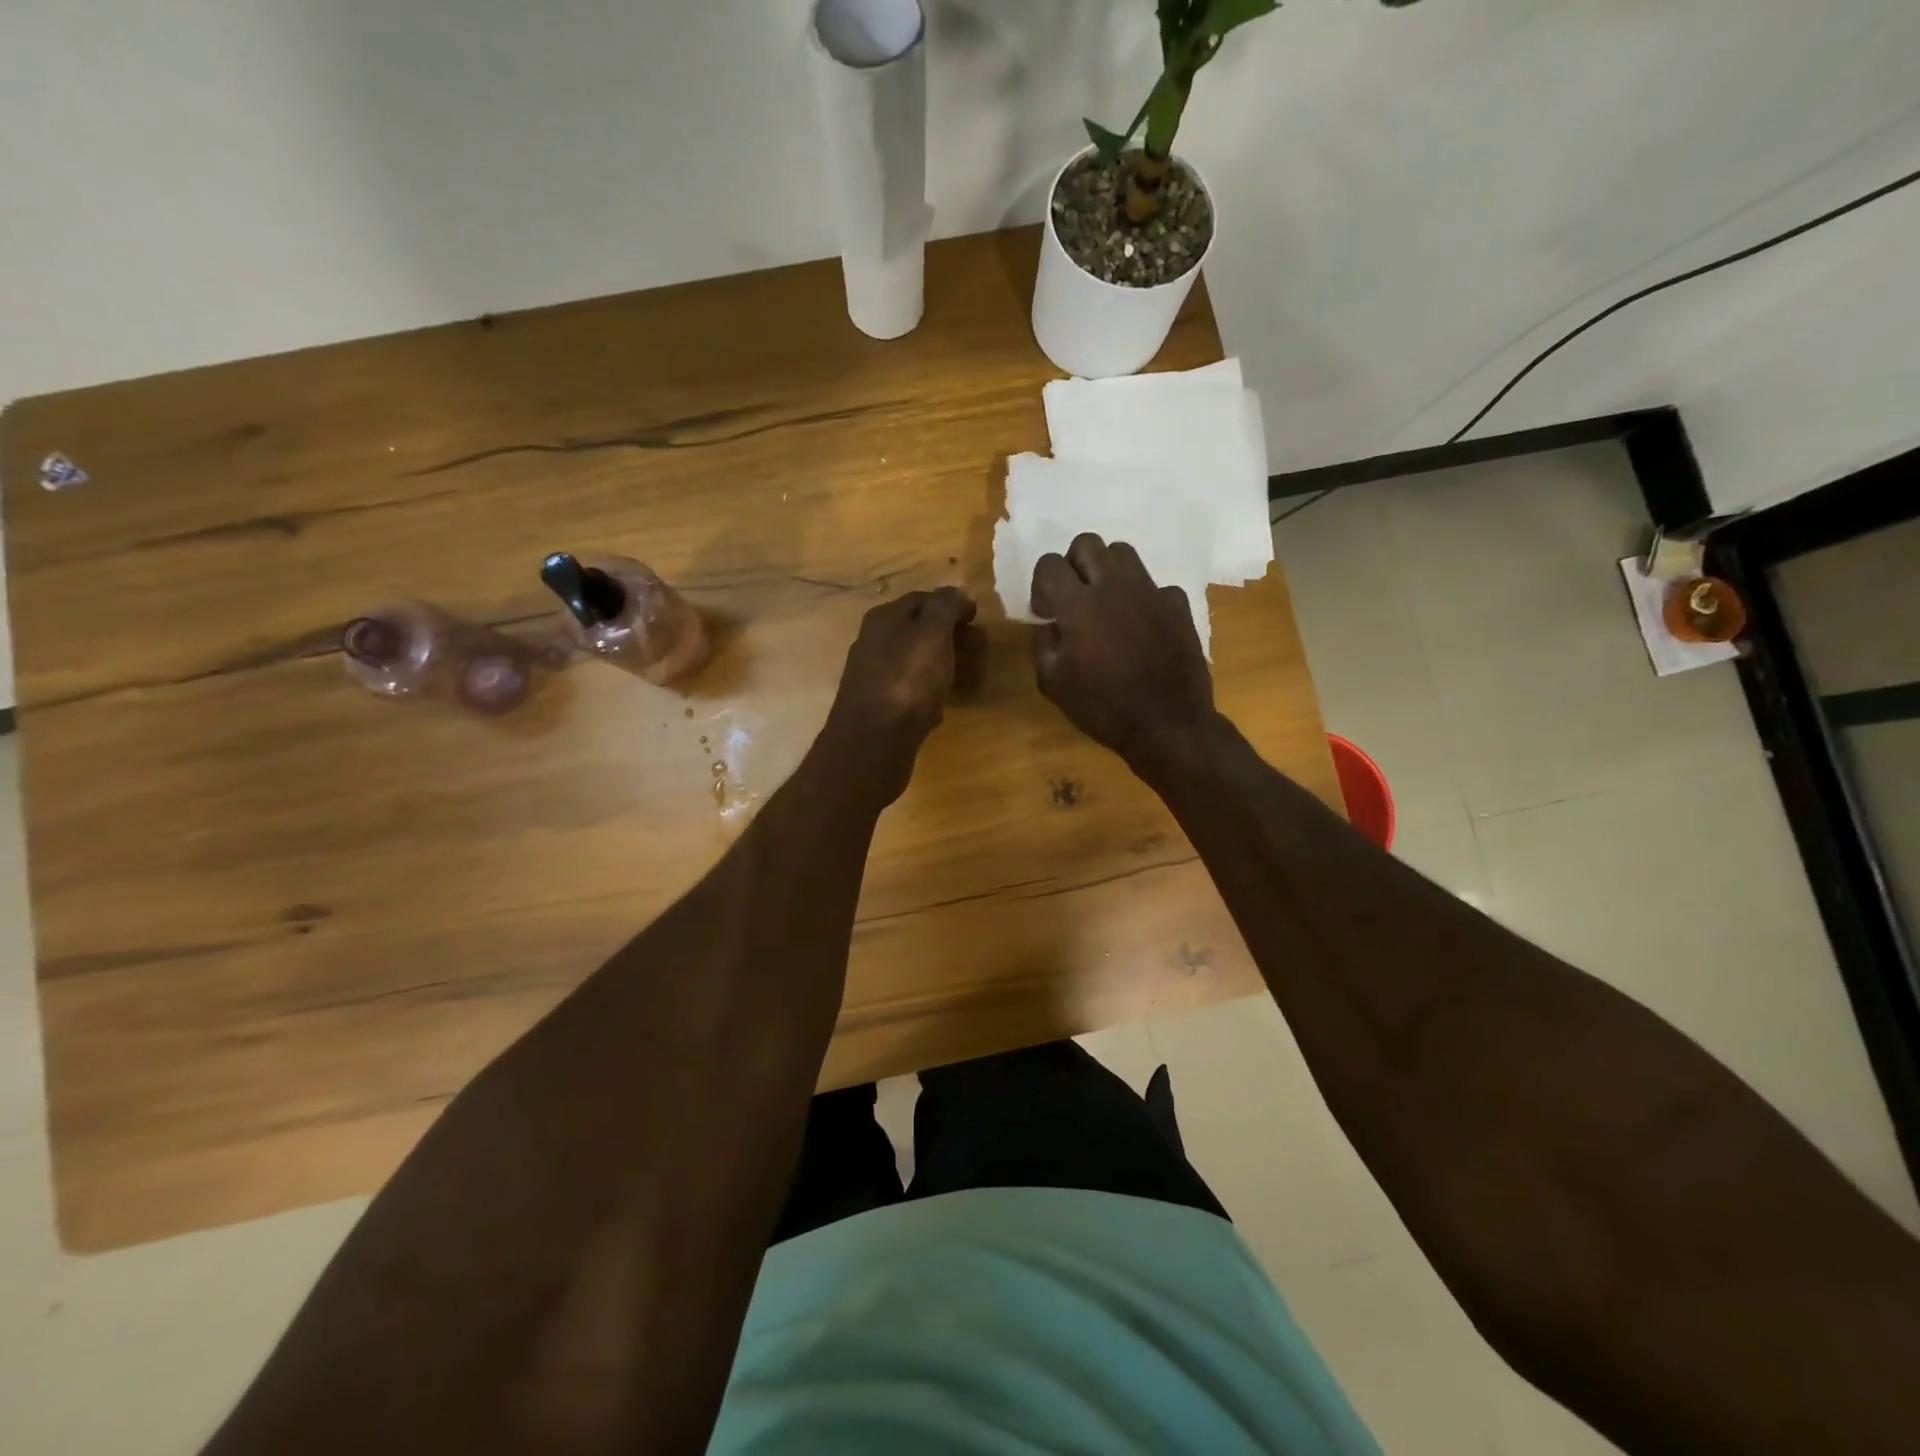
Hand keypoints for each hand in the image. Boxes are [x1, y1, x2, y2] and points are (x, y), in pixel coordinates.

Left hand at [822, 587, 983, 803]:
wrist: (873, 742)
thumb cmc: (907, 681)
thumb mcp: (931, 633)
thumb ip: (945, 606)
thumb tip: (956, 592)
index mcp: (884, 618)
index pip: (923, 599)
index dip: (954, 605)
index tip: (979, 620)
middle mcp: (874, 642)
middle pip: (919, 629)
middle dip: (953, 635)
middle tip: (981, 649)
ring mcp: (874, 676)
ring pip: (916, 659)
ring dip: (944, 662)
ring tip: (968, 676)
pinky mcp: (879, 707)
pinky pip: (910, 688)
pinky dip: (930, 689)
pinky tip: (942, 704)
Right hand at [1031, 534, 1214, 768]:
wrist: (1167, 724)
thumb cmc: (1103, 707)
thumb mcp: (1054, 684)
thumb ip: (1043, 645)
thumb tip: (1051, 625)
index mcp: (1078, 605)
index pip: (1049, 564)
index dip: (1041, 585)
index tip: (1047, 613)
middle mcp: (1114, 586)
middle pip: (1087, 543)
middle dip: (1073, 565)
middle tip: (1073, 598)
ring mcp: (1151, 592)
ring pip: (1123, 553)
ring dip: (1107, 571)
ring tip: (1106, 605)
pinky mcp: (1178, 605)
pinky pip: (1155, 586)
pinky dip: (1142, 600)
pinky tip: (1141, 628)